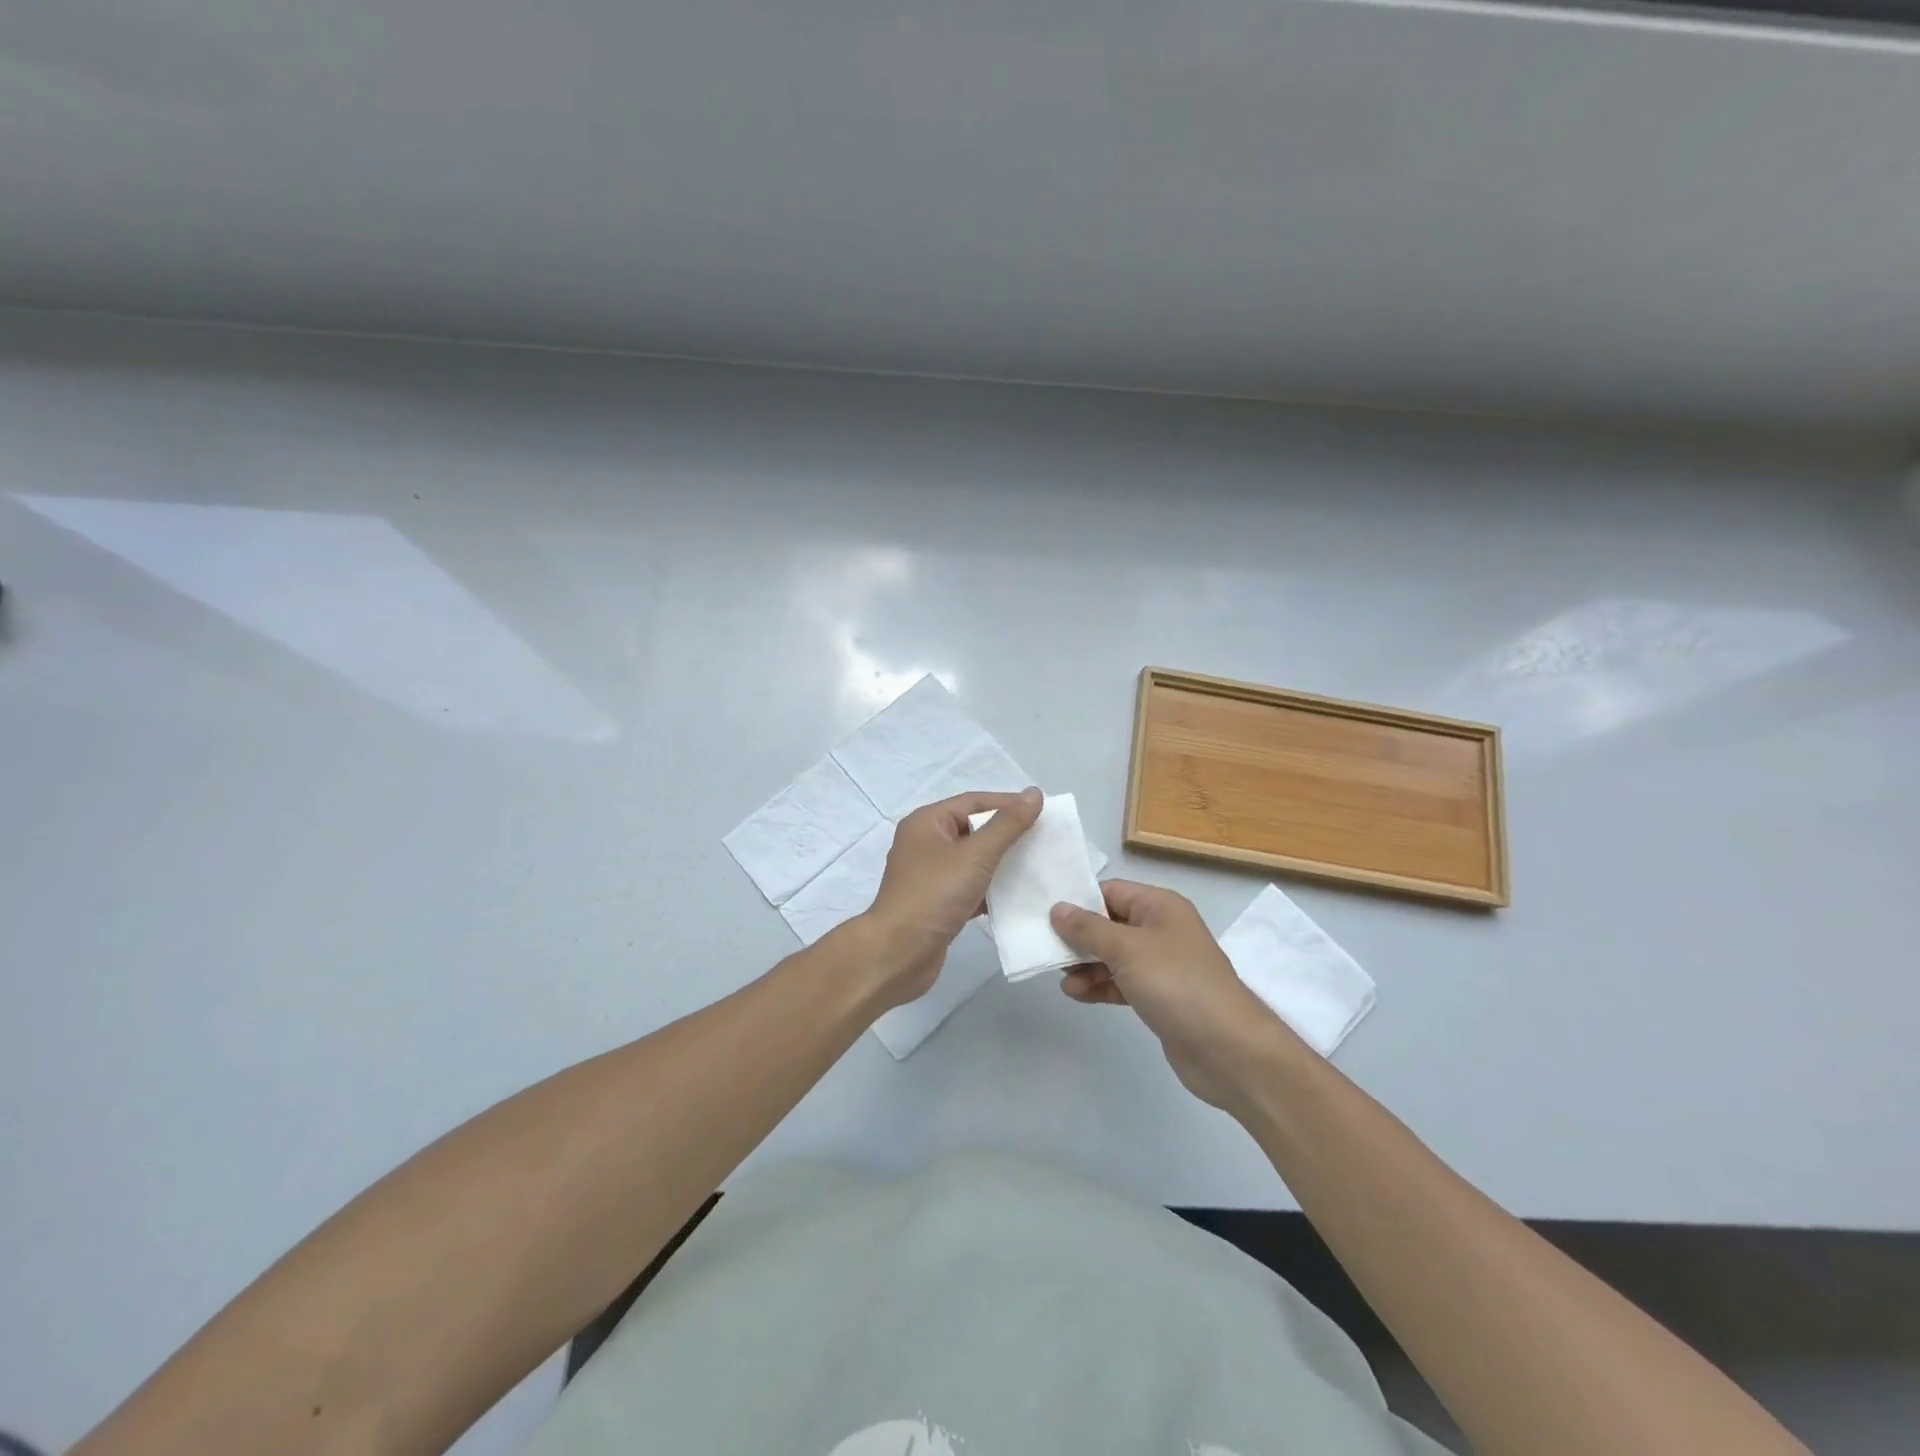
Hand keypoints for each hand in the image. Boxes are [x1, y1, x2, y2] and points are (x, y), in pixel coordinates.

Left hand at [859, 787, 1043, 1008]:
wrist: (898, 954)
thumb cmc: (933, 895)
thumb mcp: (975, 855)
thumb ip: (1007, 825)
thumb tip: (1034, 793)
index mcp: (927, 823)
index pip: (974, 802)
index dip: (1008, 803)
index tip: (1043, 811)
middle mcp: (925, 844)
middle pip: (974, 829)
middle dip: (1008, 834)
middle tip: (1046, 839)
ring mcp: (930, 876)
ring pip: (974, 861)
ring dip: (1003, 863)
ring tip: (1039, 866)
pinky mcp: (937, 904)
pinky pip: (970, 887)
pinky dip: (992, 889)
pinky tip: (1019, 896)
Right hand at [1050, 880, 1296, 1110]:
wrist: (1228, 1049)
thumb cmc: (1177, 984)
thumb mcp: (1127, 949)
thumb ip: (1088, 929)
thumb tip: (1057, 908)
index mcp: (1159, 906)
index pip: (1110, 891)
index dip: (1078, 901)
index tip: (1044, 914)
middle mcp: (1161, 929)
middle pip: (1109, 923)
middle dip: (1078, 937)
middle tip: (1047, 950)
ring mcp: (1161, 965)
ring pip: (1113, 956)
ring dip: (1086, 966)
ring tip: (1064, 981)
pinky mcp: (1159, 996)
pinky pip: (1121, 982)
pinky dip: (1101, 986)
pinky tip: (1078, 995)